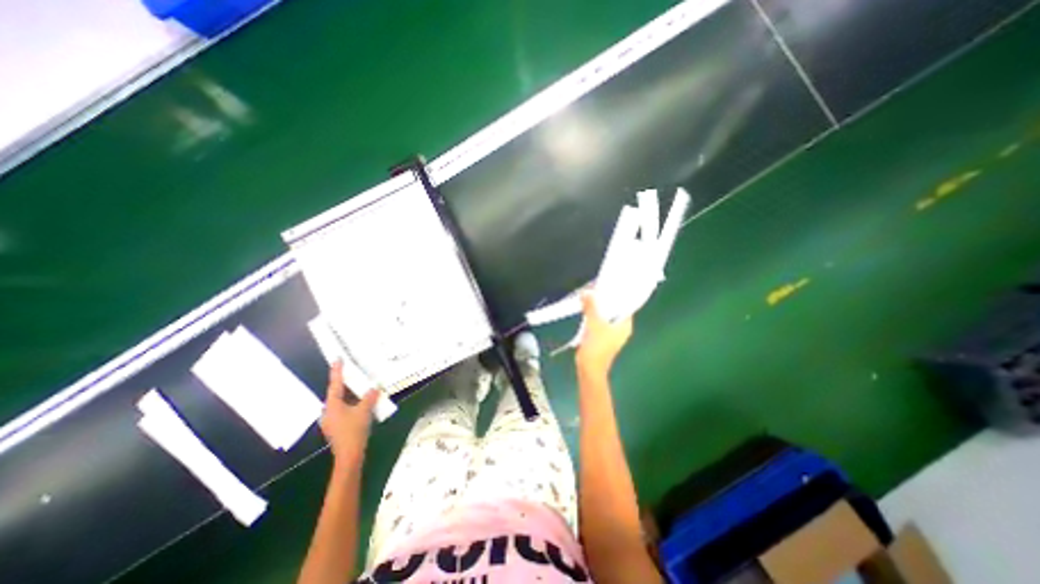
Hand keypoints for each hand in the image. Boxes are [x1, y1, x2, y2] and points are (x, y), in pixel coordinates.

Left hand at [322, 363, 381, 471]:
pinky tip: (361, 404)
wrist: (349, 456)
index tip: (337, 359)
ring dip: (350, 395)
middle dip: (346, 384)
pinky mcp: (336, 427)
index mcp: (332, 405)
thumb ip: (369, 397)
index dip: (337, 371)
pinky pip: (344, 410)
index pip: (335, 384)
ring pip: (341, 402)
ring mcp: (331, 420)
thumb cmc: (354, 431)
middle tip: (354, 373)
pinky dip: (352, 404)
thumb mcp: (364, 411)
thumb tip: (374, 388)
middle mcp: (328, 411)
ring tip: (361, 387)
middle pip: (337, 393)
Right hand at [573, 294, 629, 376]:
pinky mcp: (603, 337)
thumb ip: (591, 306)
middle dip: (607, 299)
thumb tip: (586, 292)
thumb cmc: (596, 345)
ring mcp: (612, 334)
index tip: (611, 283)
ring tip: (591, 295)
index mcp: (625, 325)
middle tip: (598, 287)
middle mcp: (622, 328)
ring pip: (607, 315)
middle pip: (616, 309)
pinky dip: (595, 315)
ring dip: (600, 307)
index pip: (626, 305)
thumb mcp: (593, 322)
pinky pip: (600, 321)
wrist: (589, 367)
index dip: (619, 294)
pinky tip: (587, 308)